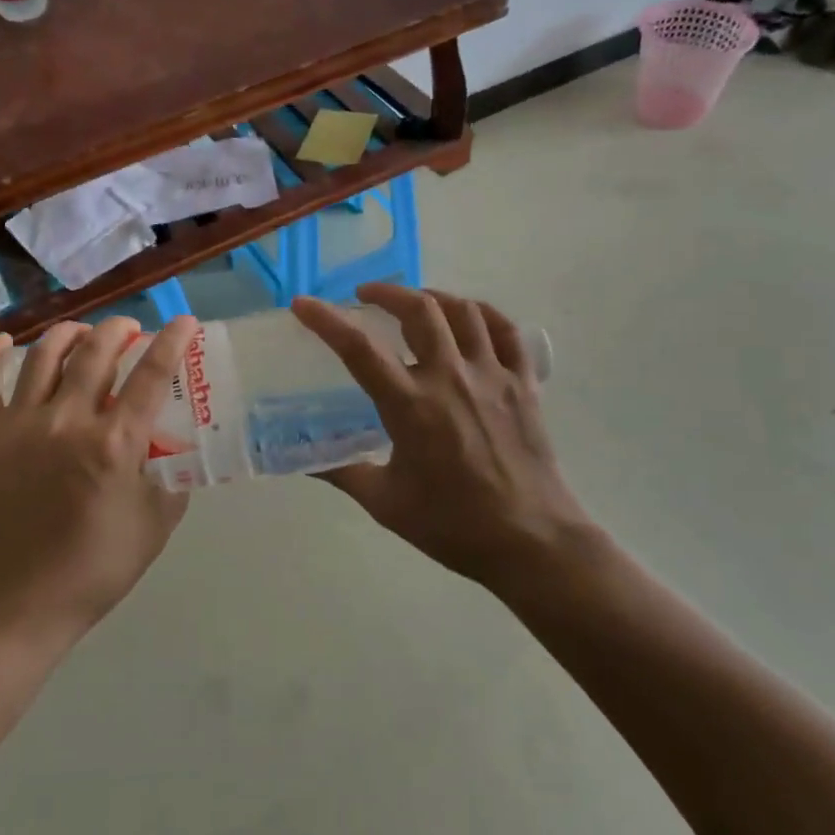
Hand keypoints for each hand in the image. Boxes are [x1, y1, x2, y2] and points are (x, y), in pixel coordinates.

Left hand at [0, 314, 199, 642]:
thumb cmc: (94, 568)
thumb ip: (172, 477)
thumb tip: (175, 446)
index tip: (185, 322)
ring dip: (69, 333)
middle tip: (130, 329)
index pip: (152, 374)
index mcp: (115, 443)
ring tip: (81, 333)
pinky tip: (4, 343)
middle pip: (96, 351)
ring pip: (44, 356)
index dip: (172, 341)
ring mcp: (19, 424)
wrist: (17, 602)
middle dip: (120, 328)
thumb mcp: (155, 525)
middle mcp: (67, 420)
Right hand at [292, 285, 598, 593]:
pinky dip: (483, 314)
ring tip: (415, 301)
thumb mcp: (385, 503)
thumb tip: (305, 458)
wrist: (531, 542)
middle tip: (366, 295)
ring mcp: (492, 376)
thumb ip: (343, 473)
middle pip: (419, 311)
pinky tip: (468, 317)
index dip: (326, 320)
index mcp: (411, 407)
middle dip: (387, 292)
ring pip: (463, 311)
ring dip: (433, 296)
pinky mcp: (523, 383)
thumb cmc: (453, 526)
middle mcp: (450, 378)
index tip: (303, 304)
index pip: (359, 350)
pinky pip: (506, 331)